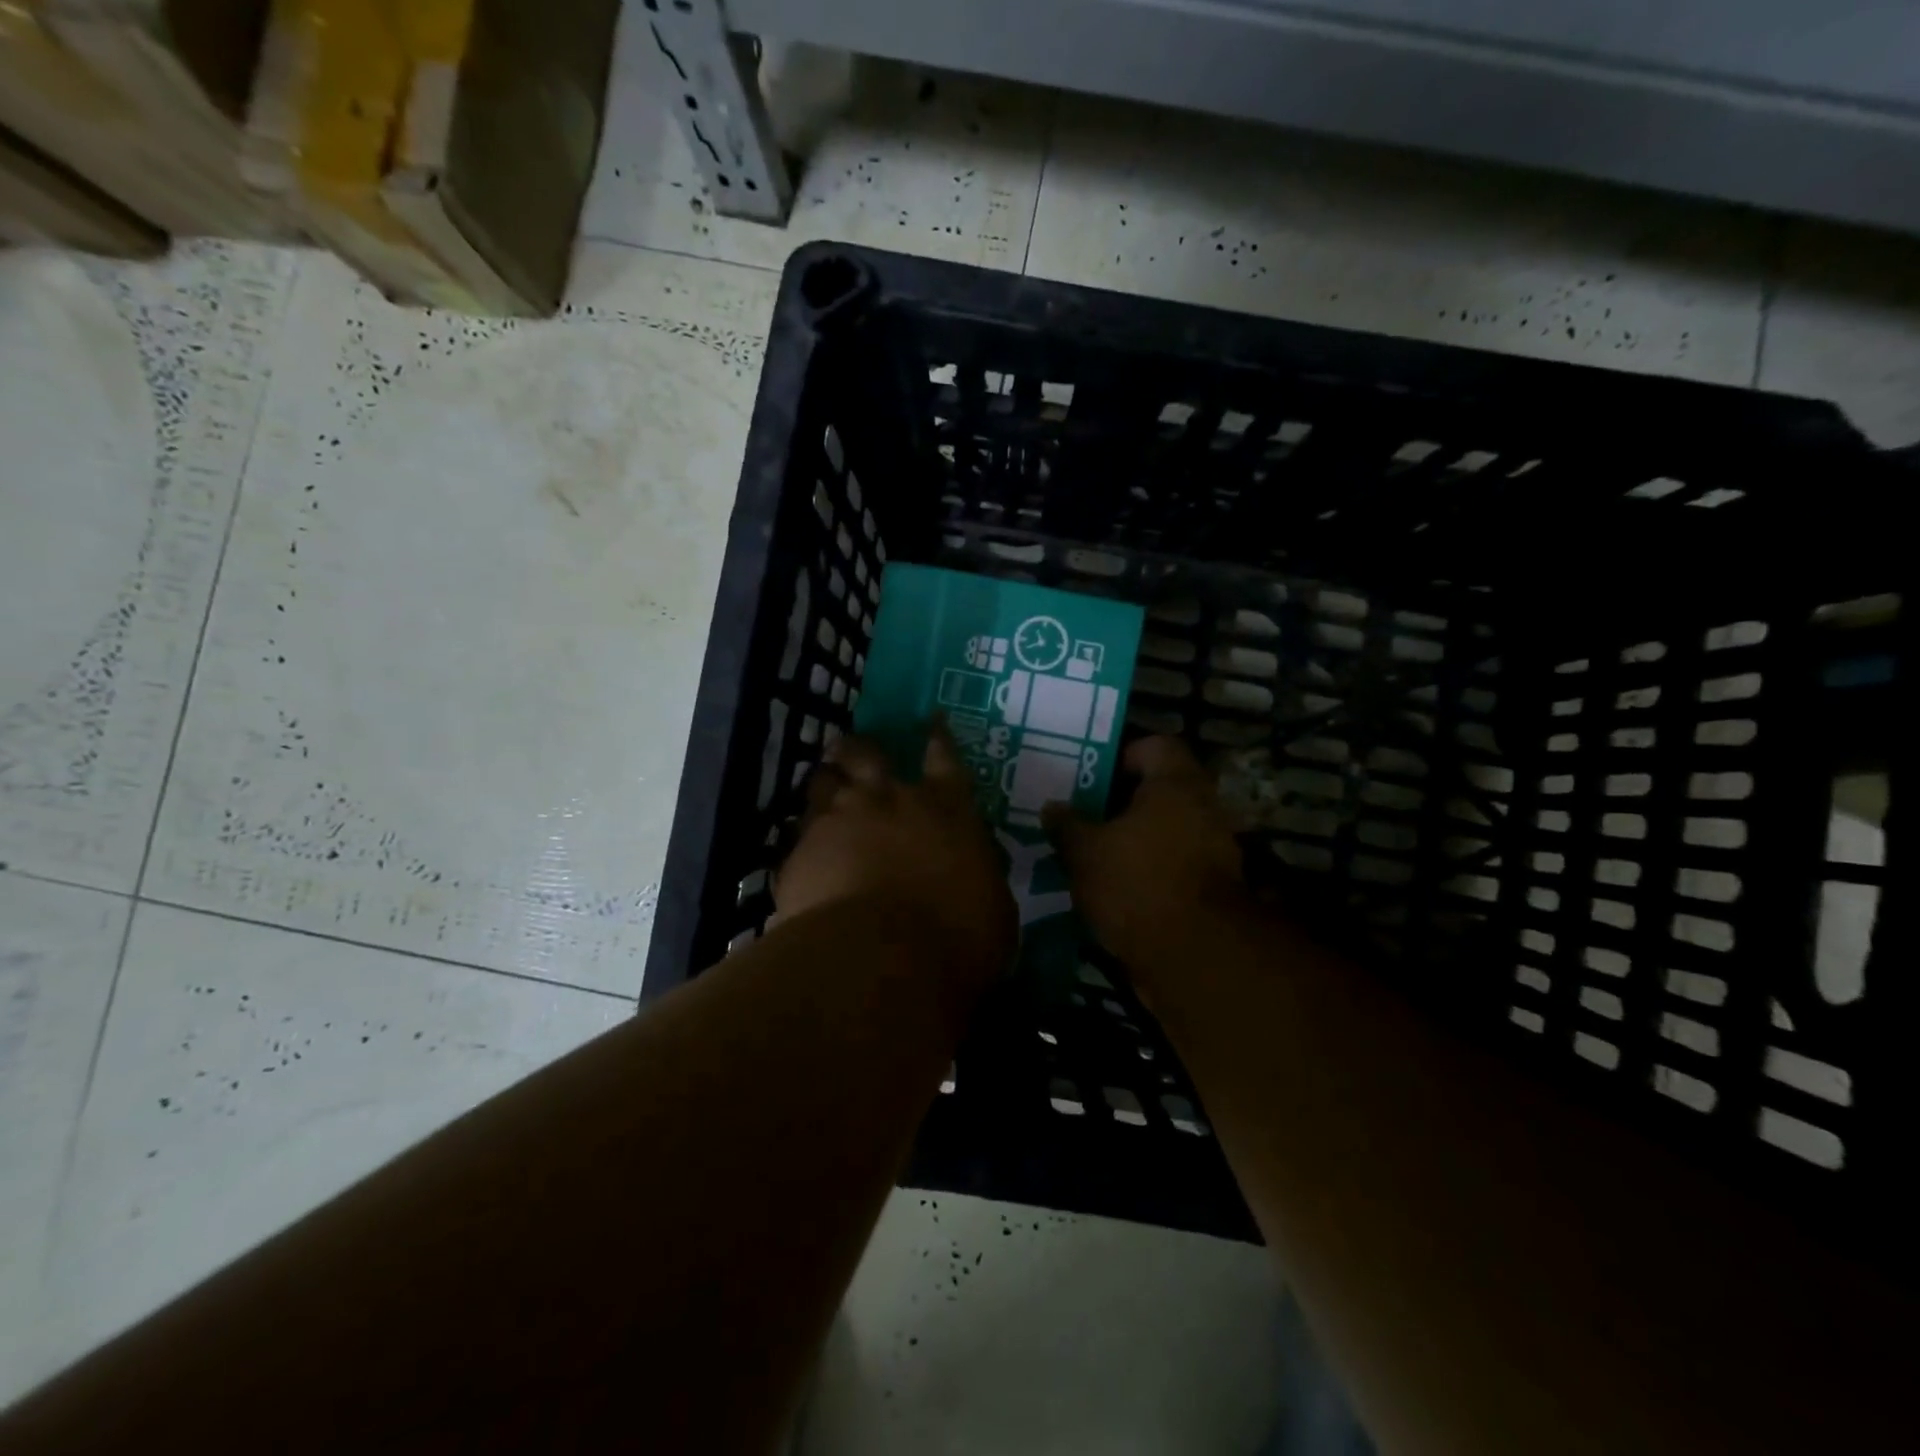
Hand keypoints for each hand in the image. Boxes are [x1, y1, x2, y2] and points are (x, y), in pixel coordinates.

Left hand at [776, 725, 1016, 988]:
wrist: (882, 960)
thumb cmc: (959, 937)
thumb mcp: (993, 905)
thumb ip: (978, 874)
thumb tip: (971, 870)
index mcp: (946, 808)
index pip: (945, 757)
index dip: (938, 737)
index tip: (932, 721)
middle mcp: (889, 800)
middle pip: (867, 753)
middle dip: (859, 748)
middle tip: (850, 748)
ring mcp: (838, 821)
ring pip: (822, 783)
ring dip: (825, 784)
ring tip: (822, 790)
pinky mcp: (799, 854)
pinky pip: (797, 837)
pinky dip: (803, 841)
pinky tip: (802, 855)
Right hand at [1044, 735, 1248, 971]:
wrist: (1195, 956)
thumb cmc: (1137, 883)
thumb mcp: (1085, 852)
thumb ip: (1066, 825)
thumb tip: (1052, 806)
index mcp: (1175, 784)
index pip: (1155, 745)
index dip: (1121, 755)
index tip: (1090, 778)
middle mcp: (1202, 809)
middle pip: (1158, 790)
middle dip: (1119, 802)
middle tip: (1081, 814)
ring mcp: (1212, 850)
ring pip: (1164, 830)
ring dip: (1133, 838)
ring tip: (1091, 852)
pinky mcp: (1211, 889)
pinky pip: (1172, 864)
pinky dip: (1147, 869)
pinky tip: (1113, 886)